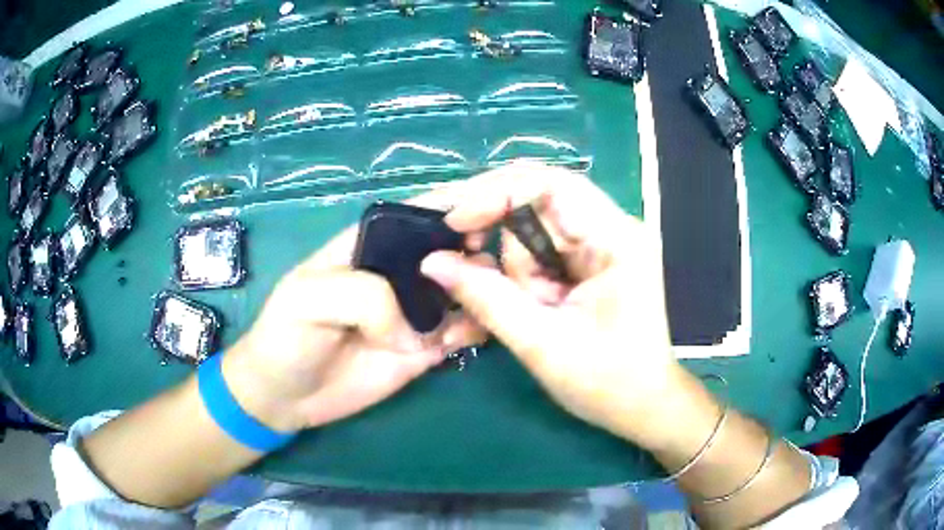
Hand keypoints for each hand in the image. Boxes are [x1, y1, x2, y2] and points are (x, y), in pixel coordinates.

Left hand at [223, 191, 485, 433]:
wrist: (285, 395)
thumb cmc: (286, 336)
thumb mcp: (308, 299)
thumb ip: (365, 295)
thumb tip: (414, 324)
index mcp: (373, 243)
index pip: (423, 211)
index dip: (462, 201)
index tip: (503, 199)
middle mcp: (401, 271)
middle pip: (454, 247)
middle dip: (485, 244)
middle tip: (512, 256)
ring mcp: (416, 311)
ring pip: (466, 289)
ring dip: (488, 287)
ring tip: (505, 294)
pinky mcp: (425, 348)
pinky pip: (462, 331)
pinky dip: (479, 328)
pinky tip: (482, 330)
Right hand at [420, 161, 685, 448]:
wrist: (641, 406)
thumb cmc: (606, 382)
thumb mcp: (542, 343)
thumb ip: (486, 298)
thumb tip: (432, 262)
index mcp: (615, 239)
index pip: (551, 185)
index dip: (496, 193)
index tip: (454, 224)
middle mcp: (610, 230)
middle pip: (536, 206)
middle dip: (497, 237)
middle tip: (463, 264)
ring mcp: (599, 247)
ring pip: (531, 235)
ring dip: (510, 272)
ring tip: (523, 316)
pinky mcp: (587, 266)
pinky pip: (538, 257)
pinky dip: (518, 281)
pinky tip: (522, 310)